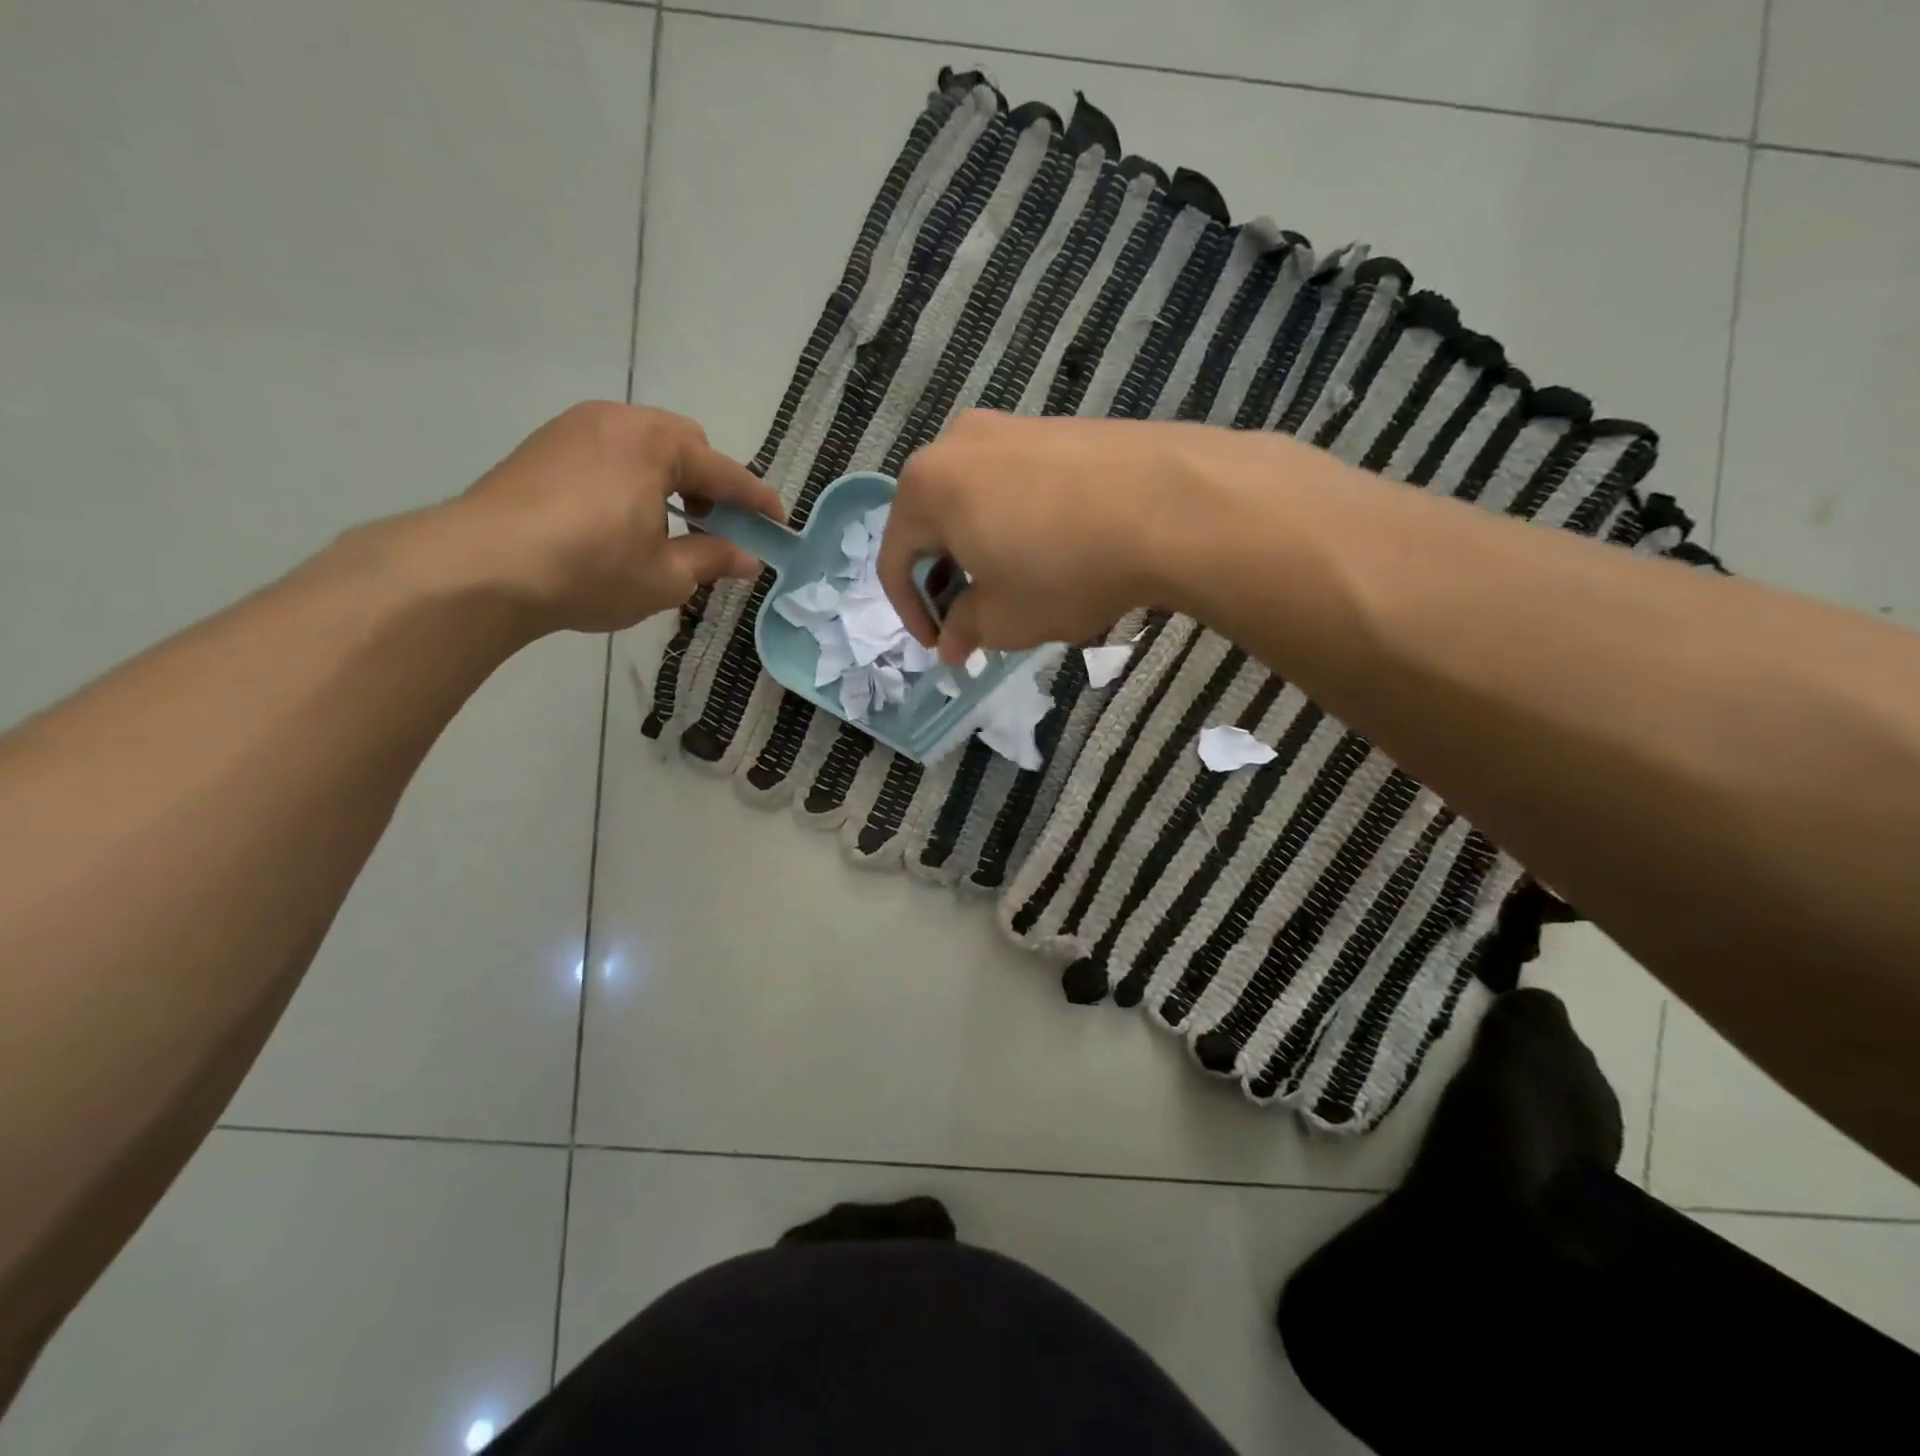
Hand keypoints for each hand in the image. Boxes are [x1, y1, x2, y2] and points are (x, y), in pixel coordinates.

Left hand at [450, 402, 783, 633]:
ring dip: (668, 481)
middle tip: (714, 526)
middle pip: (683, 444)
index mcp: (655, 444)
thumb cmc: (591, 569)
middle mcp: (616, 421)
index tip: (779, 524)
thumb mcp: (666, 575)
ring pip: (642, 446)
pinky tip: (621, 521)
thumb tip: (748, 559)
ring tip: (667, 527)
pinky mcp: (540, 448)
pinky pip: (607, 454)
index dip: (757, 501)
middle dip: (708, 483)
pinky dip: (630, 480)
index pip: (724, 472)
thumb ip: (713, 559)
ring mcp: (572, 429)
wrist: (481, 568)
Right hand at [878, 411, 1224, 662]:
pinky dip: (1021, 523)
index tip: (939, 645)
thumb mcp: (1004, 619)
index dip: (911, 611)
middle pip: (936, 523)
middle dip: (950, 577)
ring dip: (986, 549)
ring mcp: (1013, 426)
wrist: (1171, 505)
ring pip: (979, 501)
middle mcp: (959, 443)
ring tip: (1020, 587)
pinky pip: (1020, 483)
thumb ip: (965, 630)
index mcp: (927, 486)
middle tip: (977, 617)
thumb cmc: (1063, 569)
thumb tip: (951, 643)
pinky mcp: (1061, 426)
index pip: (896, 558)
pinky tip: (1058, 551)